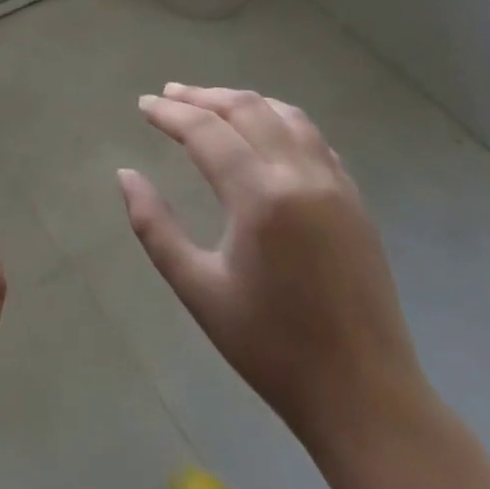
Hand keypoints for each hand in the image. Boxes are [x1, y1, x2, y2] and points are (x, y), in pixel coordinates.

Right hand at [118, 84, 429, 453]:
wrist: (363, 393)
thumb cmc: (269, 346)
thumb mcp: (197, 288)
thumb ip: (155, 226)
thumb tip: (126, 176)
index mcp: (260, 197)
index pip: (207, 131)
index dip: (170, 113)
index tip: (143, 104)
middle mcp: (302, 176)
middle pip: (248, 110)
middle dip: (203, 97)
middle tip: (168, 94)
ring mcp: (336, 186)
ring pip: (287, 116)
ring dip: (244, 102)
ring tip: (210, 103)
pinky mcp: (356, 202)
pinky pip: (315, 140)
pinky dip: (281, 120)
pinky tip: (265, 132)